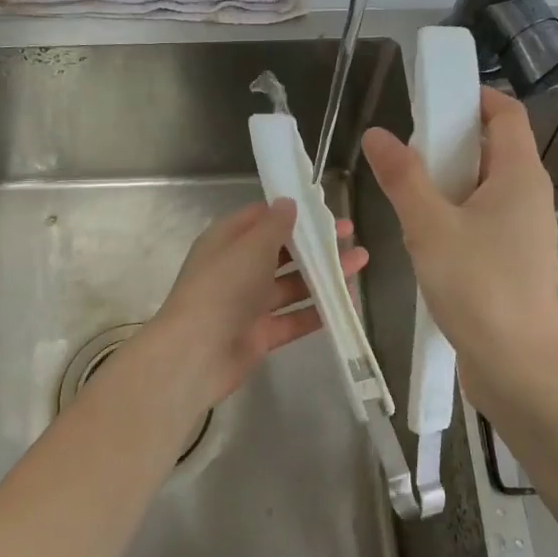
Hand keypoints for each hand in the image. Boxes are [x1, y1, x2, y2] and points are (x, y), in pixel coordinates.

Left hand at [145, 199, 367, 409]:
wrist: (196, 353)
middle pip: (281, 252)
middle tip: (352, 236)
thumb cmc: (222, 288)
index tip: (324, 210)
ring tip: (361, 264)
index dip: (292, 212)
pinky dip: (318, 311)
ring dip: (324, 275)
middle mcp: (237, 269)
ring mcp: (249, 304)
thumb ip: (274, 225)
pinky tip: (348, 303)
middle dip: (315, 245)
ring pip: (292, 285)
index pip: (261, 219)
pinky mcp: (260, 334)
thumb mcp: (250, 247)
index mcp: (227, 241)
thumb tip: (288, 203)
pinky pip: (294, 318)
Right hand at [361, 87, 557, 417]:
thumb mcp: (429, 226)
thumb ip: (403, 178)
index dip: (475, 96)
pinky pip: (486, 219)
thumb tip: (378, 134)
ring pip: (488, 187)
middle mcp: (530, 197)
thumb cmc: (476, 286)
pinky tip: (426, 234)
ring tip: (409, 190)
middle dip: (453, 140)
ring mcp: (525, 232)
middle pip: (496, 148)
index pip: (506, 114)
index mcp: (520, 176)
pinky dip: (458, 212)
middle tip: (409, 148)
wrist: (516, 365)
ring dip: (452, 180)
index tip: (434, 98)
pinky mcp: (514, 261)